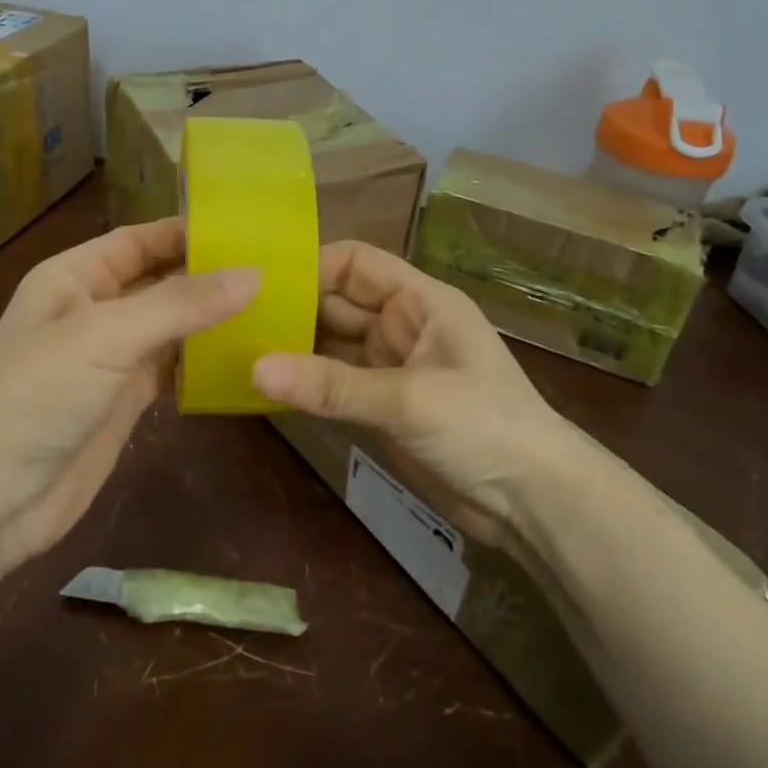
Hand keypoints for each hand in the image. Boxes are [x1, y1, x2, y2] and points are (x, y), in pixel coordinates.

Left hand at [0, 218, 256, 564]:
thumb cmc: (37, 395)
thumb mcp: (107, 335)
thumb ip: (180, 304)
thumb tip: (253, 275)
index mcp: (76, 276)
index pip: (141, 239)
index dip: (190, 232)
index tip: (252, 230)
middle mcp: (94, 309)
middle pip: (160, 280)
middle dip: (210, 275)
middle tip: (279, 270)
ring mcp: (111, 357)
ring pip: (171, 325)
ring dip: (213, 319)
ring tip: (276, 308)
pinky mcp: (125, 400)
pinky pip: (172, 368)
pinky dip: (203, 361)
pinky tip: (246, 358)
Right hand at [252, 240, 590, 542]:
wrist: (533, 504)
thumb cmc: (484, 427)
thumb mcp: (408, 399)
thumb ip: (332, 385)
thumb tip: (254, 368)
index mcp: (419, 301)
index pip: (356, 263)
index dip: (311, 265)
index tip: (259, 280)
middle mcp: (400, 326)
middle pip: (336, 303)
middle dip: (292, 309)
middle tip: (234, 318)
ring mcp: (389, 368)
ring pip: (330, 345)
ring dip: (293, 349)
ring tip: (237, 349)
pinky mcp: (381, 406)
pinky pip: (334, 384)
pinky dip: (305, 385)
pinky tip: (265, 386)